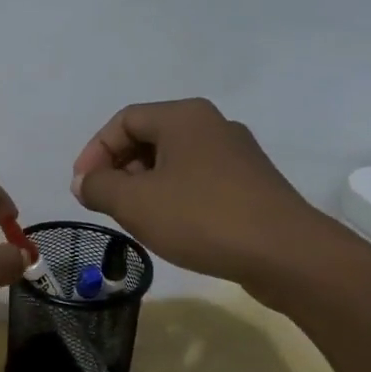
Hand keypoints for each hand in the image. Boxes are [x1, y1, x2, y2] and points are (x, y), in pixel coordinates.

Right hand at [69, 99, 332, 291]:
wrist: (288, 255)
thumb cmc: (202, 218)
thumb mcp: (134, 202)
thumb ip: (98, 187)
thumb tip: (85, 182)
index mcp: (183, 116)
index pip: (123, 121)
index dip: (95, 152)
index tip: (82, 188)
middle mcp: (212, 125)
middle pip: (149, 138)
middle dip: (119, 169)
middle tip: (105, 202)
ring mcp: (237, 154)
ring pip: (174, 161)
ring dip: (145, 185)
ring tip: (134, 218)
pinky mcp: (253, 184)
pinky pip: (199, 179)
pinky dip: (174, 196)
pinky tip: (172, 226)